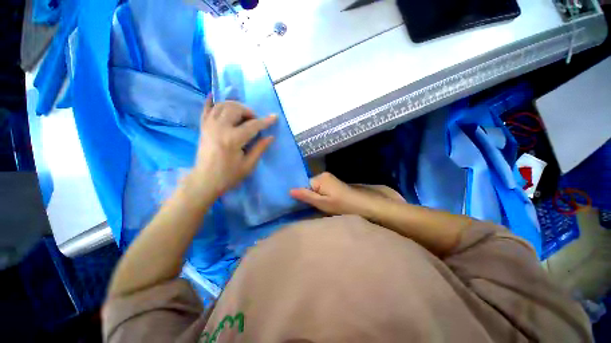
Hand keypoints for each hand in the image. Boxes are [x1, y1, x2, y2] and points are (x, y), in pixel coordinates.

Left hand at [190, 97, 276, 196]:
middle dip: (248, 112)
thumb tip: (270, 137)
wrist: (205, 180)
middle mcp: (219, 128)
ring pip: (222, 105)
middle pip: (235, 109)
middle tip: (254, 121)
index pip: (253, 125)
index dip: (265, 121)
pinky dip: (211, 102)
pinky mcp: (203, 127)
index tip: (274, 117)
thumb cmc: (229, 175)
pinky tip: (214, 96)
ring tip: (242, 115)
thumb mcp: (248, 165)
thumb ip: (260, 148)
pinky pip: (206, 109)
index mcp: (233, 139)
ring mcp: (209, 126)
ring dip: (235, 106)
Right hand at [290, 172, 403, 215]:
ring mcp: (330, 179)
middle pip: (309, 186)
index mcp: (320, 178)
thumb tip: (289, 190)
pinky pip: (322, 190)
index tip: (300, 206)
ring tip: (317, 208)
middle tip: (310, 208)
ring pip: (315, 189)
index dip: (301, 195)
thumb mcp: (323, 203)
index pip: (303, 184)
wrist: (365, 205)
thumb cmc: (343, 205)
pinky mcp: (334, 184)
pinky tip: (324, 204)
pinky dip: (321, 197)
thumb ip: (306, 196)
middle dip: (308, 196)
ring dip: (315, 198)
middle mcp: (324, 175)